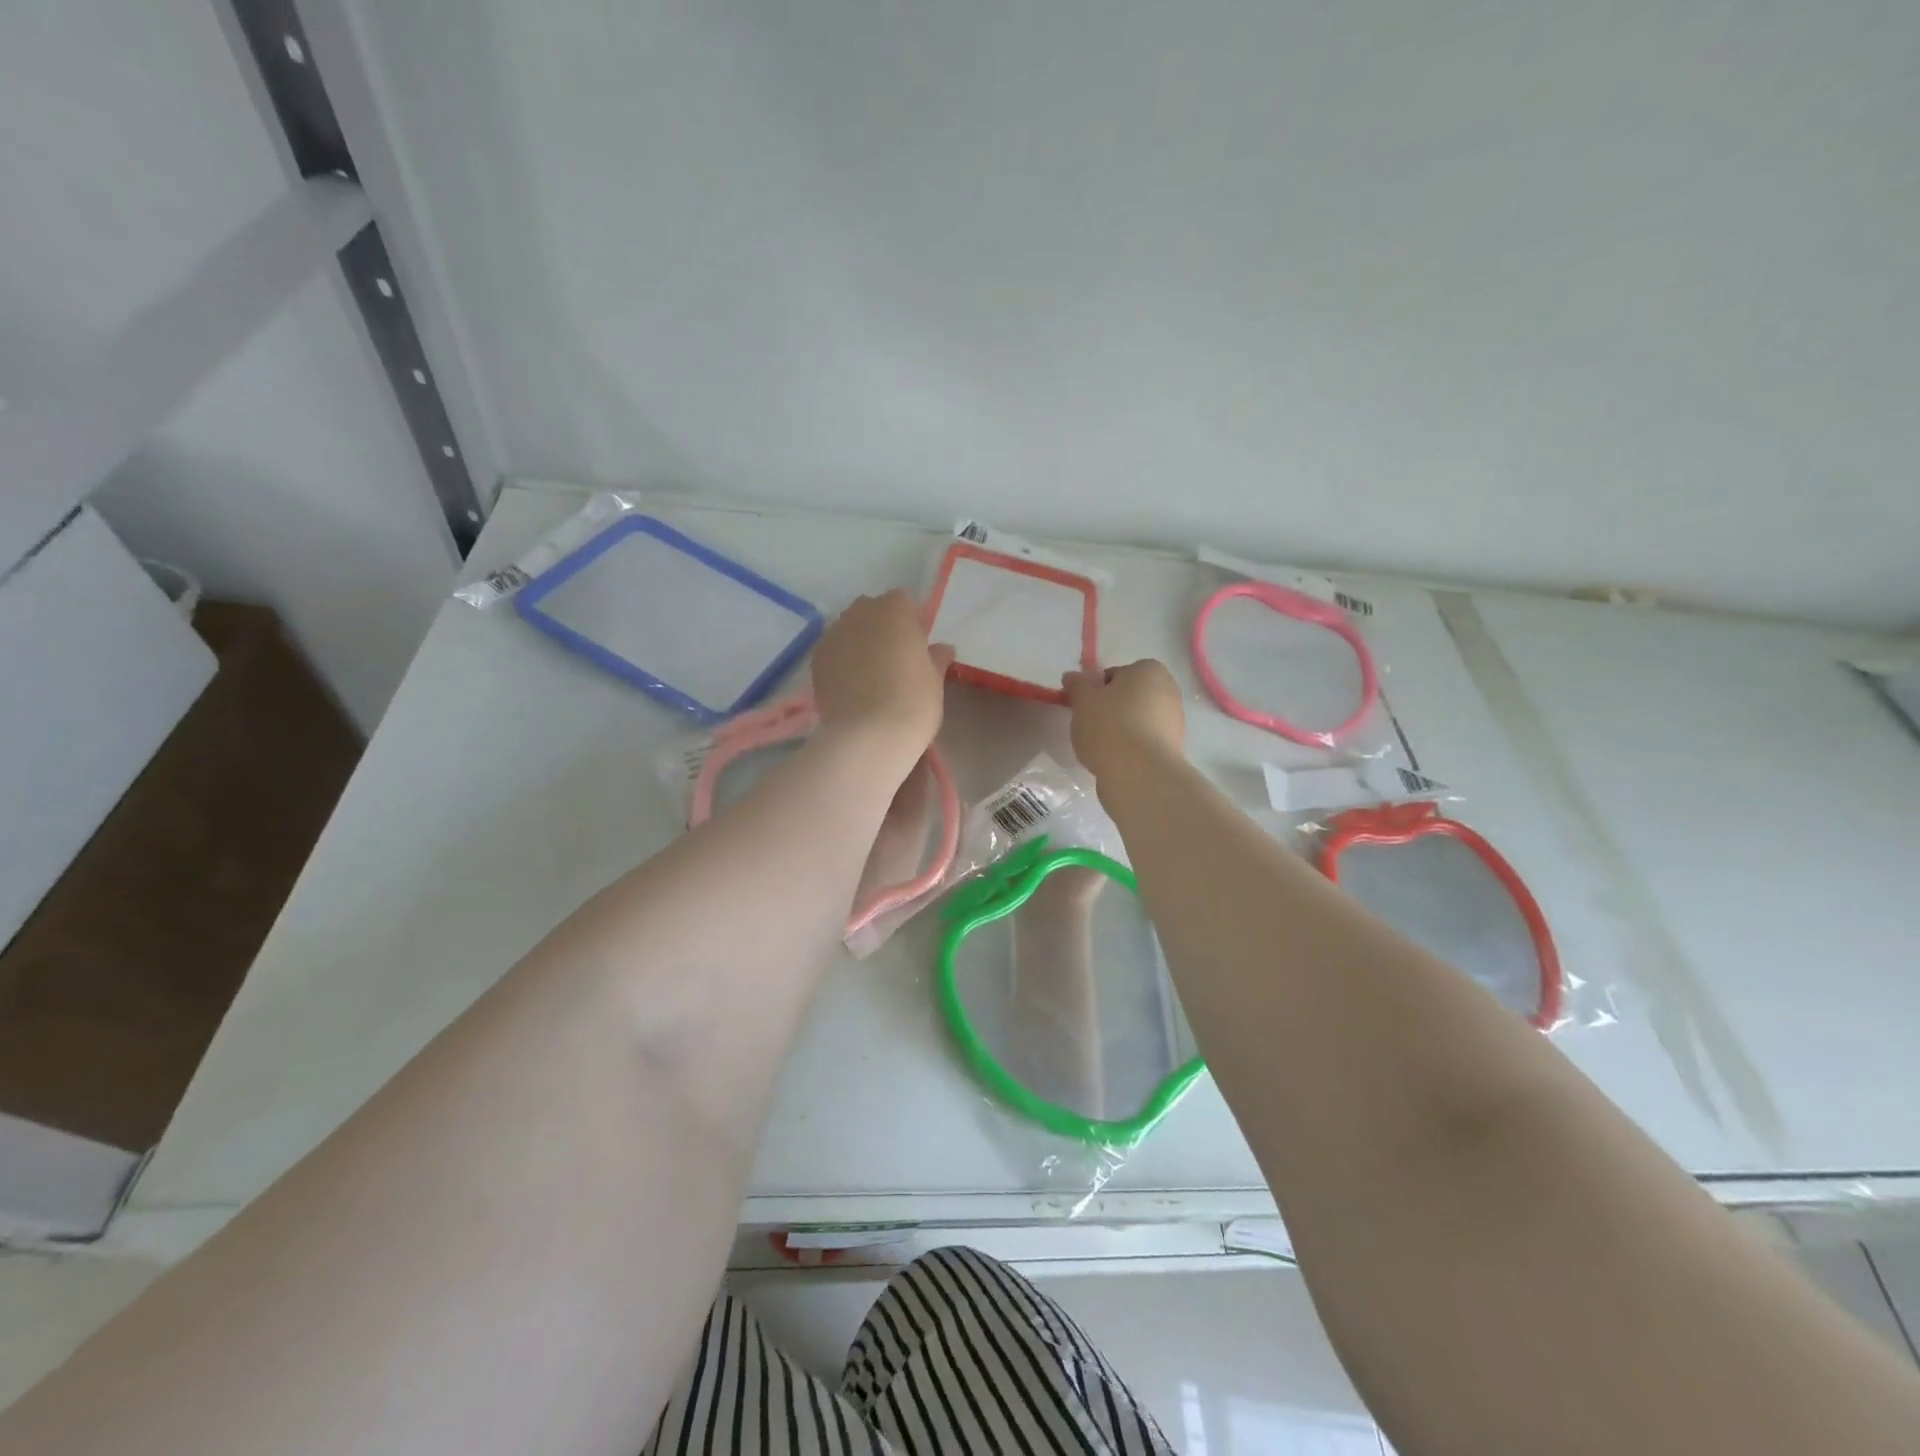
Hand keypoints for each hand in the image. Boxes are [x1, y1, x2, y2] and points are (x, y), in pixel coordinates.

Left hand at [811, 590, 951, 761]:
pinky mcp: (816, 660)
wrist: (868, 736)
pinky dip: (843, 662)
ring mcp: (833, 635)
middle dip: (882, 628)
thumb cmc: (912, 702)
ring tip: (871, 675)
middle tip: (895, 660)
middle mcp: (859, 613)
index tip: (918, 648)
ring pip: (850, 630)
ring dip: (860, 643)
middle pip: (871, 611)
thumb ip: (936, 658)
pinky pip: (834, 652)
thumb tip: (941, 649)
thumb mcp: (934, 680)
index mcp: (894, 609)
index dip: (911, 623)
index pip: (903, 602)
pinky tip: (852, 686)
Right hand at [1062, 660, 1185, 780]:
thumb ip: (1077, 684)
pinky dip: (1130, 748)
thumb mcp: (1083, 700)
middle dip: (1109, 710)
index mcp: (1149, 670)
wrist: (1140, 773)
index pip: (1114, 675)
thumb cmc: (1110, 726)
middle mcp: (1169, 690)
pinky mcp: (1173, 748)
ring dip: (1120, 730)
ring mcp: (1175, 721)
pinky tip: (1116, 760)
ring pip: (1136, 721)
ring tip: (1101, 748)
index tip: (1084, 708)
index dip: (1095, 691)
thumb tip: (1073, 677)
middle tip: (1090, 726)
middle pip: (1128, 698)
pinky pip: (1144, 742)